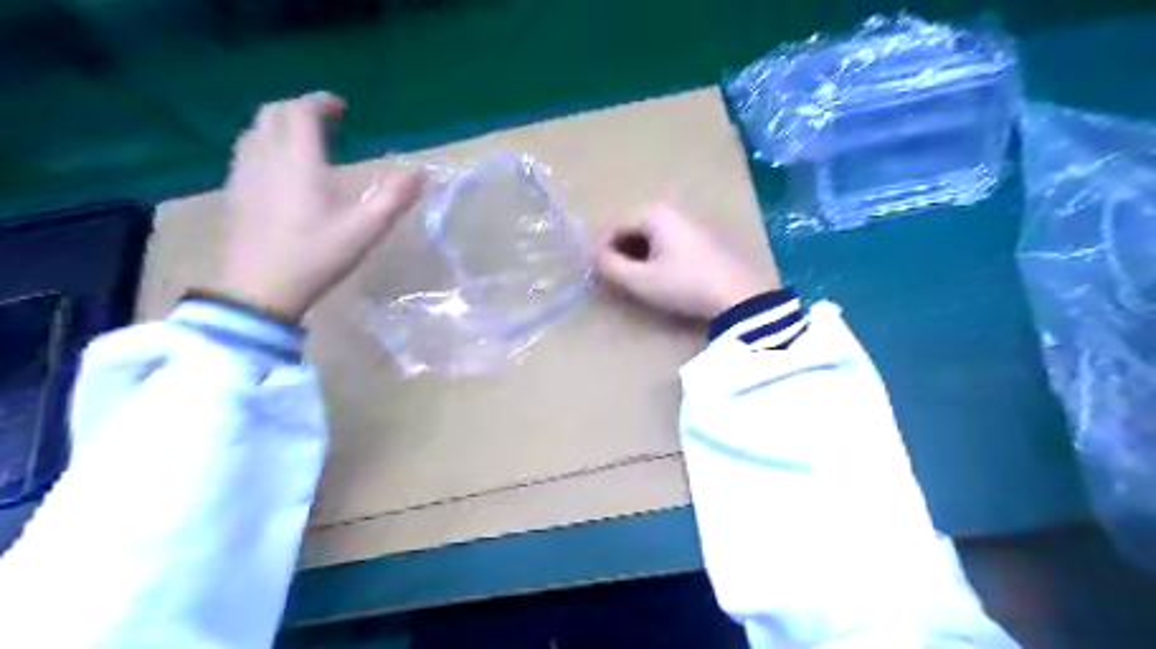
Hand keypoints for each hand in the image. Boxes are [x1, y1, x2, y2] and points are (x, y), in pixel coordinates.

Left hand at [216, 91, 419, 322]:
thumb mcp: (365, 230)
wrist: (257, 288)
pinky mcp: (235, 193)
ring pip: (255, 132)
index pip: (301, 113)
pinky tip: (280, 169)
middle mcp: (266, 158)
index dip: (320, 103)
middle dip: (297, 109)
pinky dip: (266, 146)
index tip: (340, 107)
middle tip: (323, 120)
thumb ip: (393, 199)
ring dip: (279, 126)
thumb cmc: (315, 255)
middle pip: (272, 114)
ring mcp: (244, 175)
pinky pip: (247, 153)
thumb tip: (420, 174)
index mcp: (298, 161)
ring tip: (303, 140)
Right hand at [595, 204, 766, 318]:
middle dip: (615, 249)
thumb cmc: (684, 284)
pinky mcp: (698, 237)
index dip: (598, 247)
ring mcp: (686, 221)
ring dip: (632, 252)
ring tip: (626, 275)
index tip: (590, 269)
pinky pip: (663, 239)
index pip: (614, 225)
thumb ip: (611, 266)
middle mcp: (670, 210)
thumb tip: (592, 256)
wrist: (737, 295)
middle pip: (630, 226)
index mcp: (653, 213)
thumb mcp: (642, 280)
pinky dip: (650, 253)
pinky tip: (651, 272)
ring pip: (647, 233)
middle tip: (607, 273)